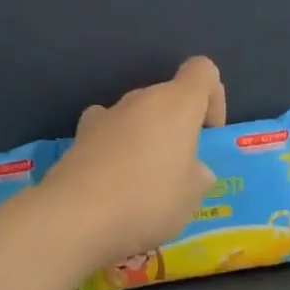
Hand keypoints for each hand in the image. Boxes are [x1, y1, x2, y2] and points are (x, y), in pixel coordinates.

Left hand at [44, 57, 226, 273]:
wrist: (76, 218)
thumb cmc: (149, 200)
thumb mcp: (192, 197)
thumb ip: (198, 176)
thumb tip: (192, 170)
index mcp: (177, 104)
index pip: (202, 71)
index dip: (213, 97)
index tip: (208, 135)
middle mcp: (140, 100)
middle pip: (167, 98)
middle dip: (177, 128)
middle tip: (179, 171)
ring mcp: (104, 116)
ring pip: (136, 117)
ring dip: (145, 140)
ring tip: (143, 184)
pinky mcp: (78, 138)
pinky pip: (108, 136)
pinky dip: (114, 152)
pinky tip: (112, 184)